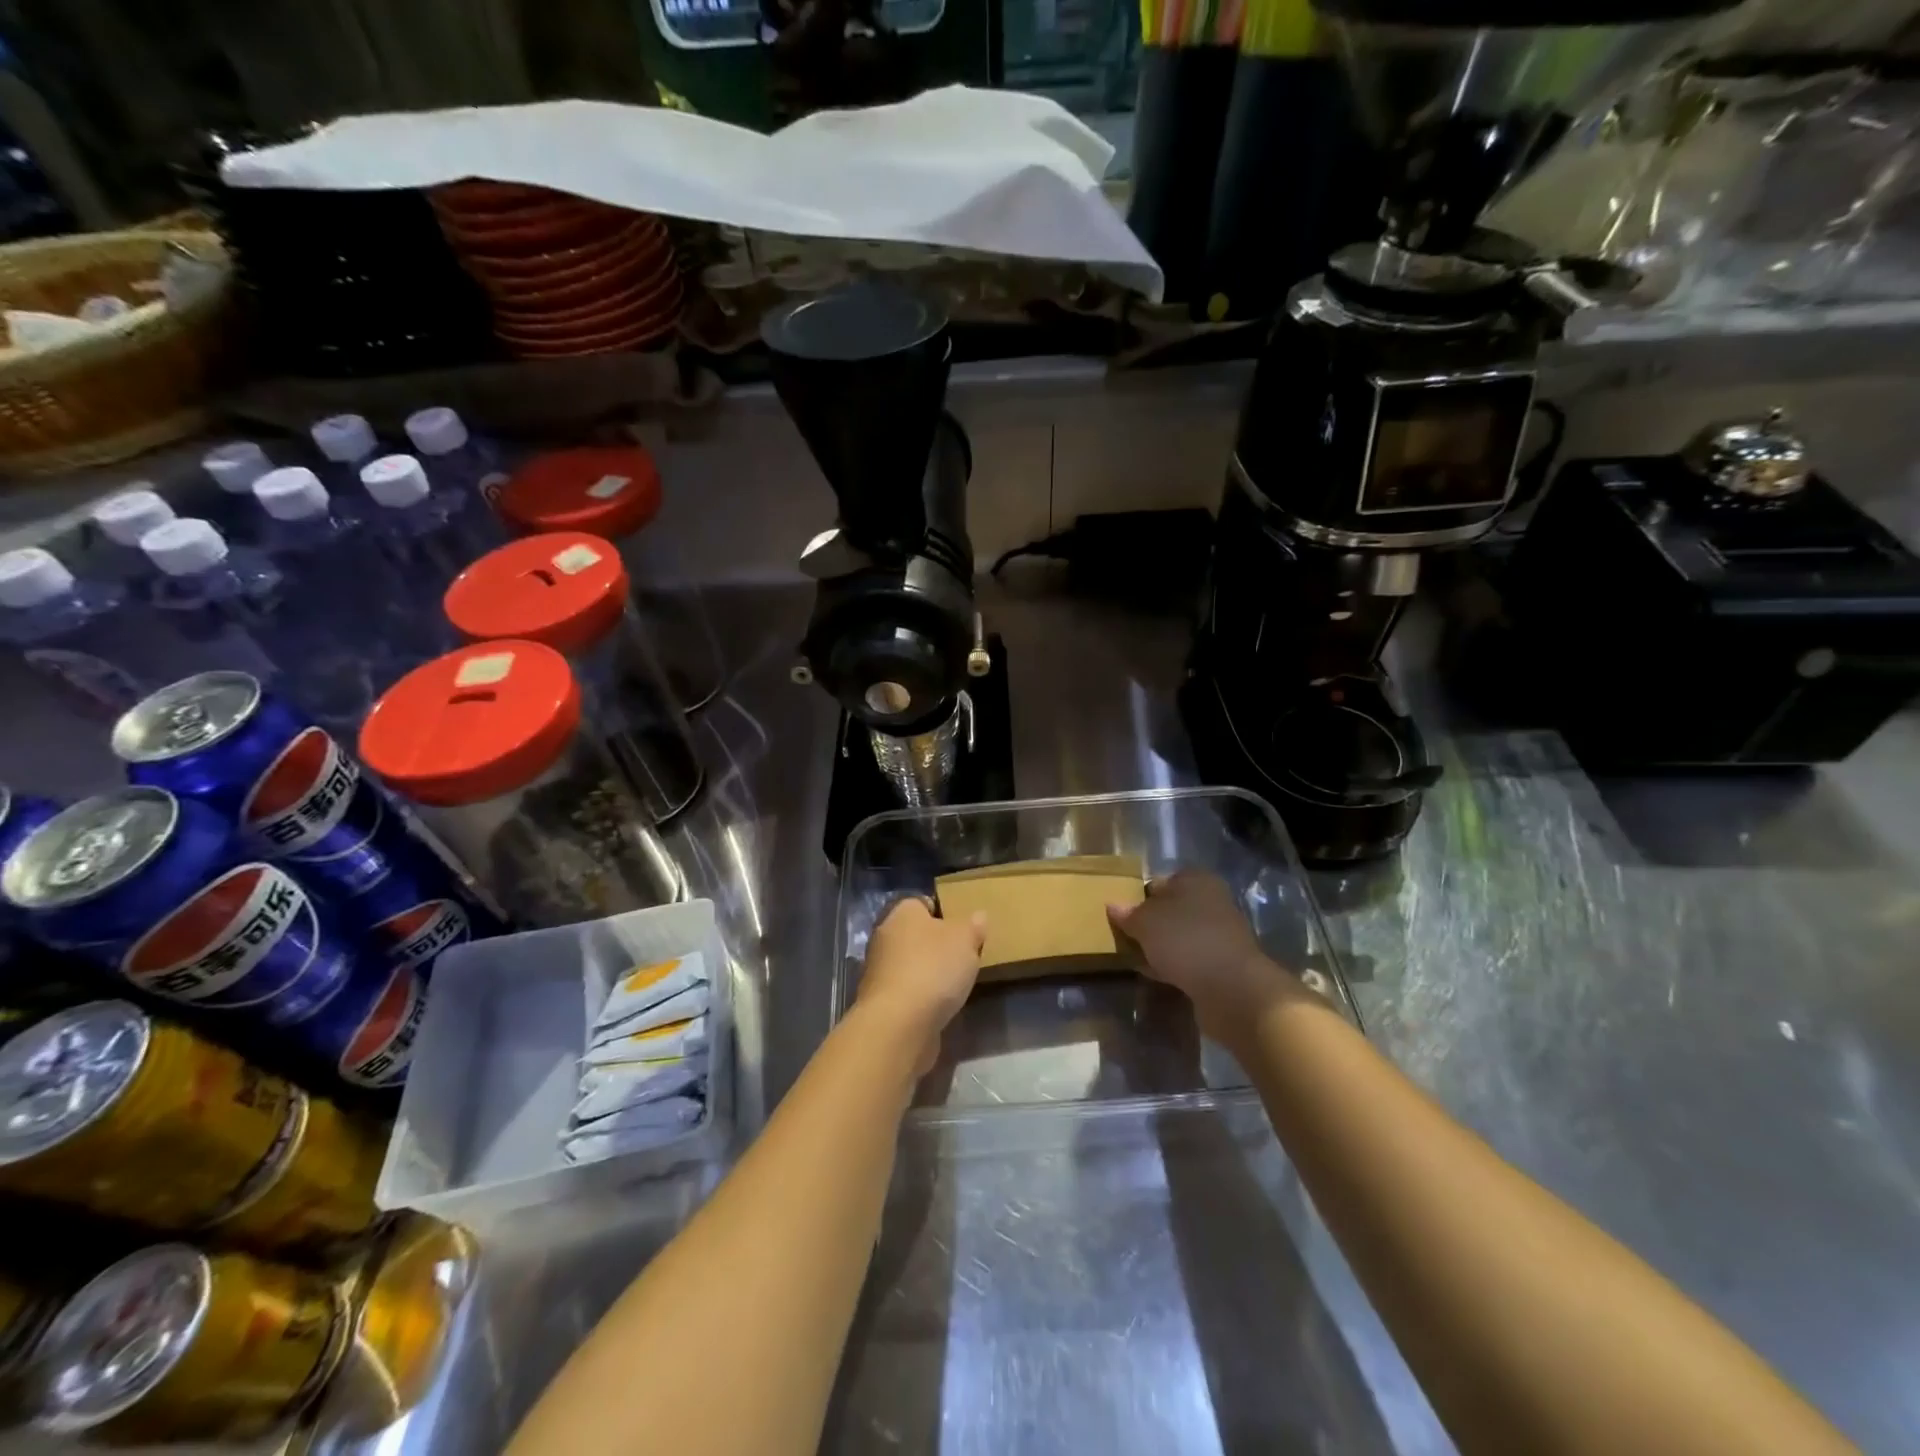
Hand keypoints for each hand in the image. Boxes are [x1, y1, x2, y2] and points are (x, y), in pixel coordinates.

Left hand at [856, 898, 985, 1071]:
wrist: (899, 1024)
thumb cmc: (933, 968)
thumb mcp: (965, 940)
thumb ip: (973, 926)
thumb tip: (978, 916)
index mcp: (902, 913)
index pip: (923, 903)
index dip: (945, 913)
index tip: (965, 929)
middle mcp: (885, 937)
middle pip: (917, 935)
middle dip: (937, 945)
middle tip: (964, 956)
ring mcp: (880, 971)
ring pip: (911, 964)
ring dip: (929, 973)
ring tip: (956, 984)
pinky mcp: (882, 1002)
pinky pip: (908, 991)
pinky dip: (922, 997)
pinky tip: (940, 1007)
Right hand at [1107, 871, 1302, 1043]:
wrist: (1231, 988)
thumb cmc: (1185, 940)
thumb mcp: (1145, 921)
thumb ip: (1127, 913)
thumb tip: (1113, 906)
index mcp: (1196, 880)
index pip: (1160, 881)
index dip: (1138, 897)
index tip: (1121, 915)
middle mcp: (1212, 901)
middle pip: (1170, 909)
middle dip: (1149, 923)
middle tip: (1124, 937)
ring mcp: (1219, 934)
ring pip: (1179, 935)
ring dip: (1159, 946)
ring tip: (1134, 958)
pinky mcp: (1221, 964)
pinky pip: (1188, 959)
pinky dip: (1172, 965)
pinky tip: (1154, 974)